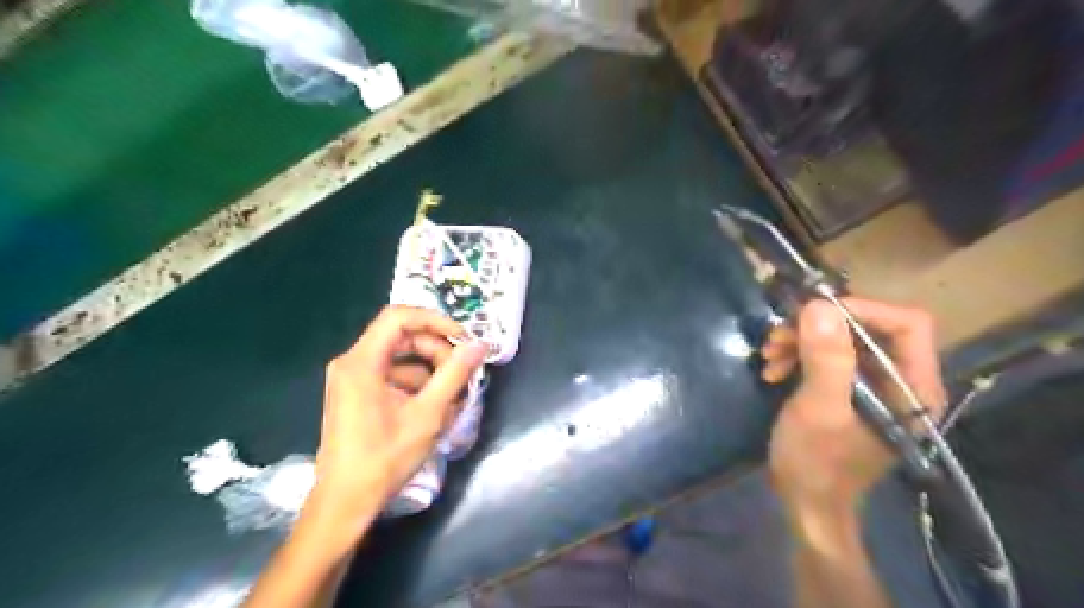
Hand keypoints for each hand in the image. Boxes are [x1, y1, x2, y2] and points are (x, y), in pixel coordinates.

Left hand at [310, 307, 485, 538]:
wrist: (344, 503)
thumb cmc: (384, 458)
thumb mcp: (427, 415)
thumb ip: (454, 374)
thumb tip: (479, 345)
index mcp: (361, 362)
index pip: (400, 317)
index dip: (435, 320)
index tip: (462, 339)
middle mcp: (352, 362)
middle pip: (402, 337)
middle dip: (436, 350)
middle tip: (462, 373)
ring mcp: (351, 379)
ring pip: (400, 357)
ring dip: (430, 370)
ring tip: (453, 396)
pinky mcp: (356, 394)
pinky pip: (392, 375)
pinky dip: (416, 385)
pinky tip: (434, 408)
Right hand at [755, 300, 946, 508]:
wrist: (804, 501)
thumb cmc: (817, 462)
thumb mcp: (819, 409)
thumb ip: (826, 359)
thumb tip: (818, 306)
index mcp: (913, 388)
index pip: (907, 324)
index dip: (862, 309)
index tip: (812, 312)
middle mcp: (900, 381)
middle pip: (868, 328)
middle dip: (819, 327)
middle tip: (779, 335)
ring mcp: (872, 386)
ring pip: (841, 340)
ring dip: (801, 340)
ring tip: (769, 353)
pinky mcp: (847, 390)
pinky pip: (826, 357)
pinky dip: (797, 356)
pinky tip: (773, 369)